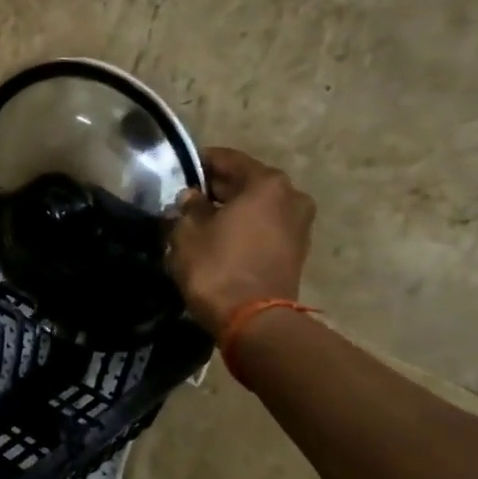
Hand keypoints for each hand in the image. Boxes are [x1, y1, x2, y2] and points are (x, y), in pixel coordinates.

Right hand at [167, 147, 315, 336]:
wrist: (252, 319)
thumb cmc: (216, 266)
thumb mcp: (187, 232)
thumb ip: (188, 207)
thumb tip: (191, 198)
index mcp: (266, 183)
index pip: (227, 159)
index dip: (199, 163)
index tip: (177, 170)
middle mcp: (291, 196)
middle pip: (246, 182)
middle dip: (216, 189)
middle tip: (185, 199)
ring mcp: (299, 224)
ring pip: (257, 206)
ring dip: (231, 210)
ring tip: (200, 222)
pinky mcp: (296, 250)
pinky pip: (264, 227)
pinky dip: (243, 228)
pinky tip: (219, 239)